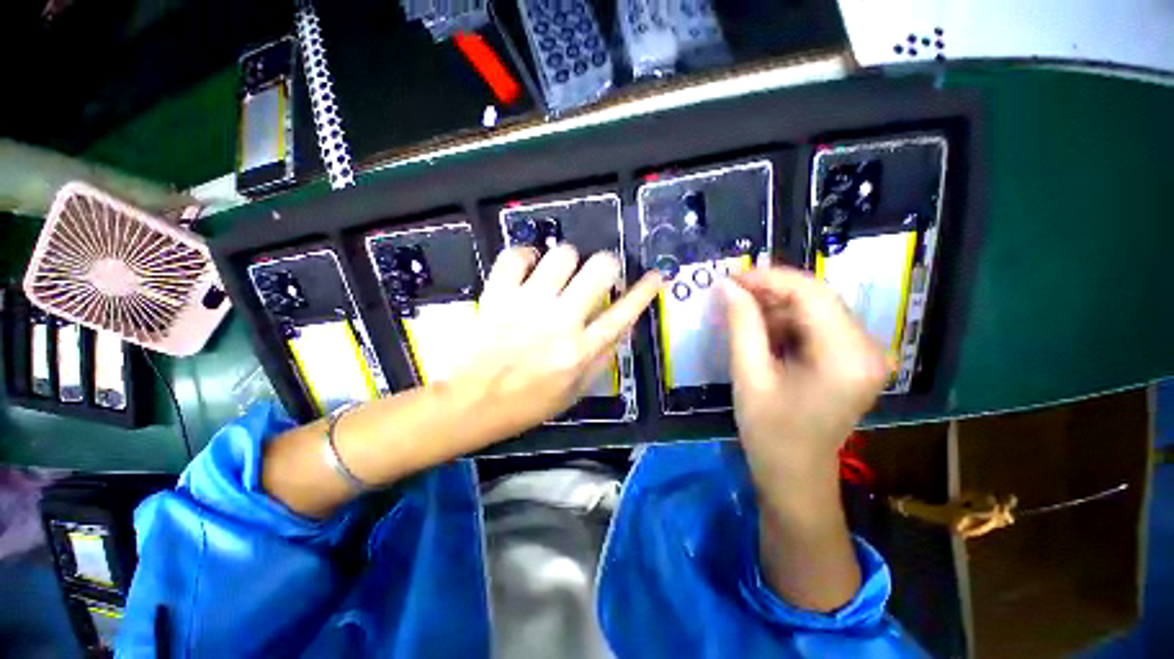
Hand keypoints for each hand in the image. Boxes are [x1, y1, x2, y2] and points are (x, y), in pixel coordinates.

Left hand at [447, 245, 661, 442]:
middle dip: (607, 264)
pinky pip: (516, 256)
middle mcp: (560, 321)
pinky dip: (525, 256)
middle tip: (598, 274)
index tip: (654, 276)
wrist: (472, 403)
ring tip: (560, 273)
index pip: (623, 314)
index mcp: (580, 351)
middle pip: (599, 270)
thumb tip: (620, 329)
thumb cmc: (526, 404)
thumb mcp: (574, 393)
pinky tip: (528, 268)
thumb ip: (601, 359)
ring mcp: (528, 303)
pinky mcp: (498, 294)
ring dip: (568, 260)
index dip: (644, 292)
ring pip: (562, 255)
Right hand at [721, 267, 886, 473]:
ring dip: (776, 306)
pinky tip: (760, 329)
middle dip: (770, 291)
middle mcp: (868, 348)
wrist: (796, 474)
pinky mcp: (853, 358)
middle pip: (817, 297)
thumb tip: (727, 286)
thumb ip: (741, 325)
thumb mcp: (749, 376)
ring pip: (816, 308)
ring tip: (739, 311)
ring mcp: (865, 353)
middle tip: (730, 293)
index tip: (731, 278)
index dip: (768, 278)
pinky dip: (786, 321)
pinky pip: (817, 325)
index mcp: (847, 355)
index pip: (811, 293)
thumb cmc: (770, 432)